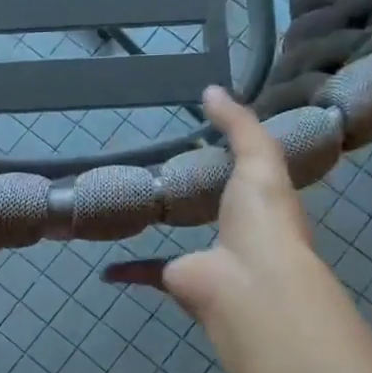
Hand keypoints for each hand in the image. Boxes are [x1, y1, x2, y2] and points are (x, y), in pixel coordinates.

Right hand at [103, 86, 335, 344]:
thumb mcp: (259, 158)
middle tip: (164, 173)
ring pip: (181, 242)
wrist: (249, 283)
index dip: (234, 160)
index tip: (208, 141)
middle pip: (215, 212)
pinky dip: (128, 269)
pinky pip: (148, 271)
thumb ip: (238, 124)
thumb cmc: (263, 218)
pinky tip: (107, 263)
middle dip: (196, 198)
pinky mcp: (178, 278)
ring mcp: (207, 259)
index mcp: (264, 206)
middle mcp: (238, 235)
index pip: (250, 179)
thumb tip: (211, 89)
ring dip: (163, 231)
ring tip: (136, 207)